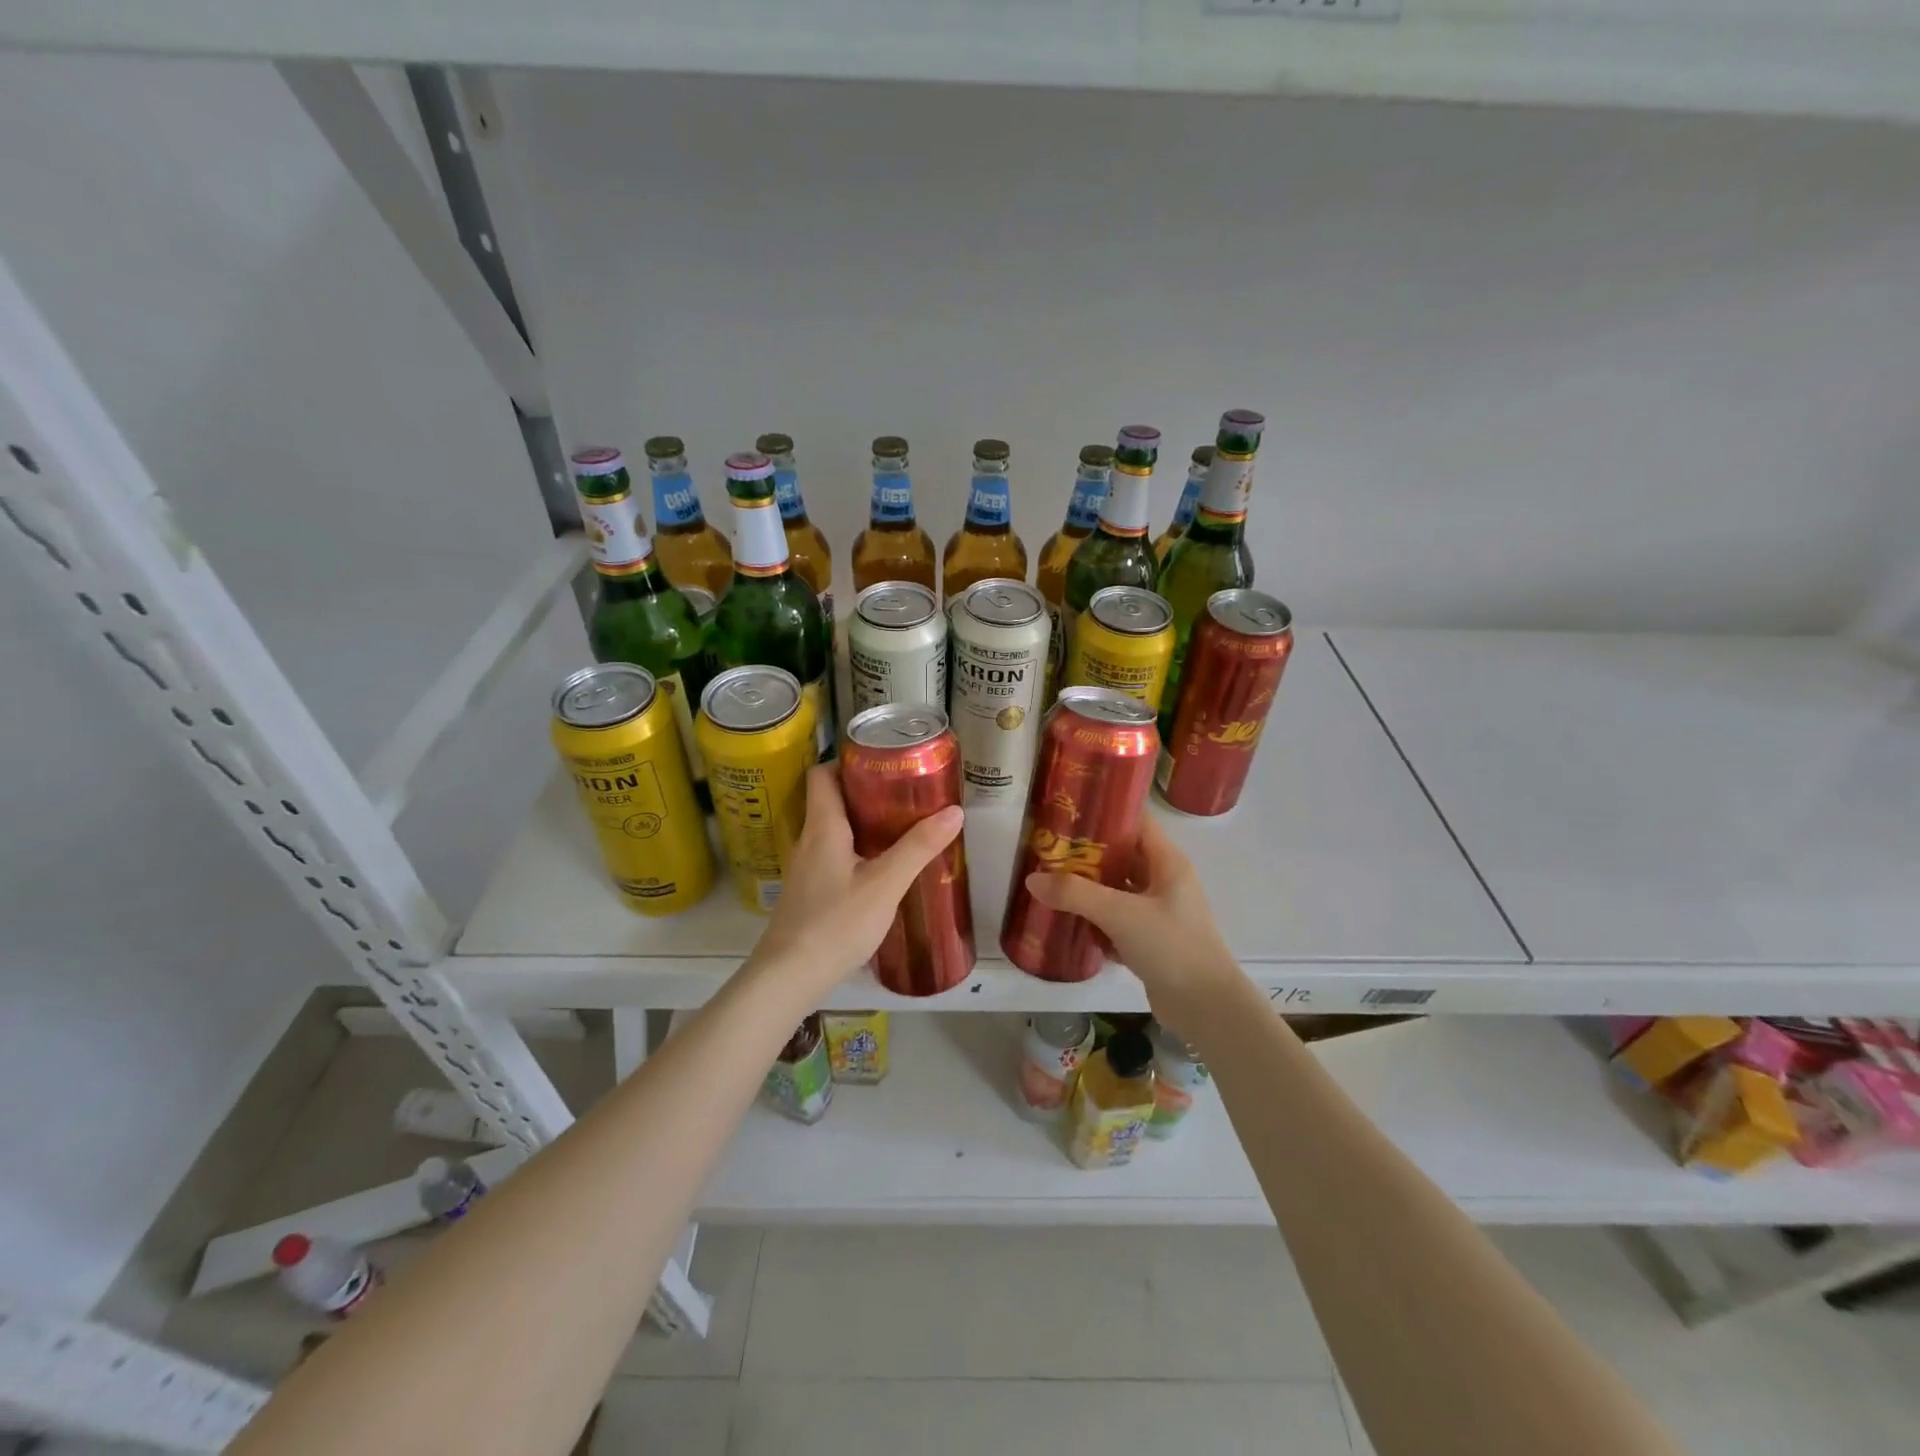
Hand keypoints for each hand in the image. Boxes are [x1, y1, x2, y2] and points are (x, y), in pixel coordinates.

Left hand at [749, 763, 963, 993]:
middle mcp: (808, 840)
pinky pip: (832, 855)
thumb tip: (954, 810)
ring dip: (862, 823)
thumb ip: (918, 848)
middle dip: (865, 792)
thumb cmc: (836, 924)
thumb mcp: (885, 884)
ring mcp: (805, 868)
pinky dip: (855, 850)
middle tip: (904, 793)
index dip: (847, 761)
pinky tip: (880, 868)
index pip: (822, 774)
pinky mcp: (808, 892)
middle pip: (830, 800)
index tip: (881, 762)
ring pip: (832, 830)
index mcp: (823, 827)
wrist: (789, 977)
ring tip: (899, 826)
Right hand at [1024, 813, 1238, 1031]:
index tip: (1067, 812)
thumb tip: (1032, 879)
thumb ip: (1075, 894)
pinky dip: (1094, 919)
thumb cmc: (1171, 947)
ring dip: (1087, 889)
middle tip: (1047, 850)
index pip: (1135, 822)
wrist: (1206, 1008)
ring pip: (1116, 890)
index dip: (1104, 813)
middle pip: (1121, 856)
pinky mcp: (1149, 941)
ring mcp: (1158, 912)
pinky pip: (1116, 920)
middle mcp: (1164, 881)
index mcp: (1167, 862)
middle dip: (1086, 854)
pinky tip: (1066, 921)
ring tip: (1049, 882)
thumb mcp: (1120, 914)